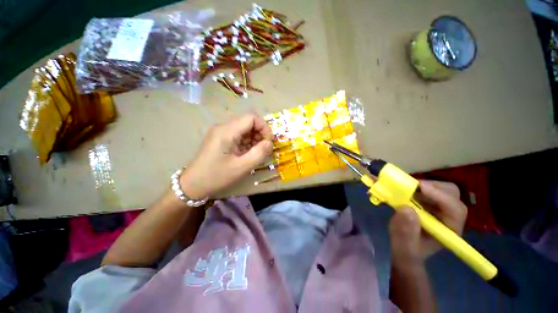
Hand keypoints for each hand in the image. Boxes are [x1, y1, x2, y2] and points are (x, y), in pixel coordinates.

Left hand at [179, 114, 272, 198]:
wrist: (193, 185)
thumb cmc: (216, 176)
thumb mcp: (241, 167)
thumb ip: (259, 153)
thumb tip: (269, 143)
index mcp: (227, 131)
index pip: (252, 118)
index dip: (264, 128)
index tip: (268, 143)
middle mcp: (223, 127)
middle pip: (248, 122)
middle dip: (260, 134)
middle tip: (263, 150)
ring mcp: (220, 132)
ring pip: (244, 128)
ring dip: (254, 139)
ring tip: (256, 153)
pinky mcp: (220, 138)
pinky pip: (238, 135)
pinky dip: (247, 142)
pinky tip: (247, 154)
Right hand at [389, 180, 466, 269]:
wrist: (405, 248)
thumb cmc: (407, 250)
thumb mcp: (404, 246)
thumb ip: (405, 232)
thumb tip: (406, 209)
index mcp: (449, 229)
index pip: (455, 209)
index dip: (440, 196)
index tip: (419, 187)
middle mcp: (450, 216)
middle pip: (452, 194)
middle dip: (433, 187)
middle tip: (411, 186)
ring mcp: (440, 208)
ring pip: (441, 188)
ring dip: (423, 185)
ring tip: (406, 188)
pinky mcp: (430, 202)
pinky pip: (428, 188)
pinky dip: (417, 186)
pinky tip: (406, 190)